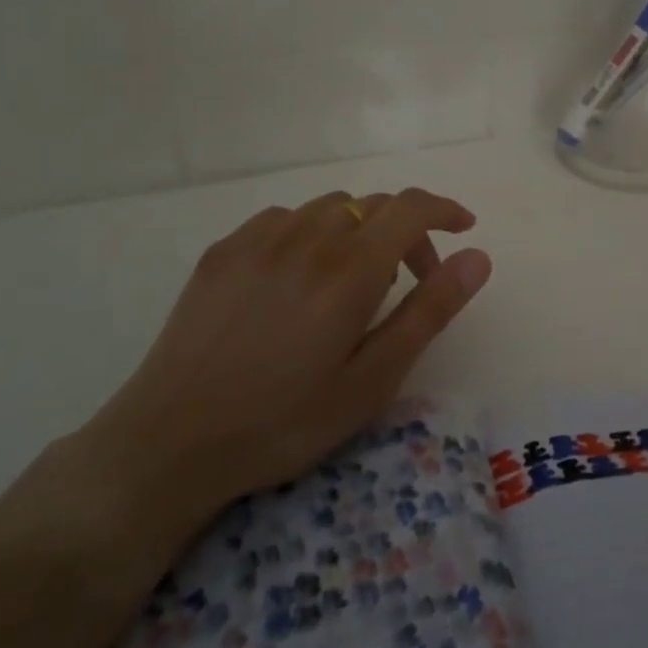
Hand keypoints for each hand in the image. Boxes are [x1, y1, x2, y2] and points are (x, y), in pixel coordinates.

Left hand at [78, 188, 491, 534]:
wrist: (169, 443)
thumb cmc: (285, 421)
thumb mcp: (373, 379)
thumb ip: (429, 311)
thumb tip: (478, 256)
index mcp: (351, 269)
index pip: (411, 207)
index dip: (444, 209)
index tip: (463, 229)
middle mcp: (308, 237)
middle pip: (374, 205)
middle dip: (406, 232)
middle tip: (410, 281)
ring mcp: (259, 239)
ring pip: (330, 207)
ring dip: (359, 229)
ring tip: (353, 280)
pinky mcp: (224, 250)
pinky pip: (285, 218)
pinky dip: (312, 233)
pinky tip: (299, 277)